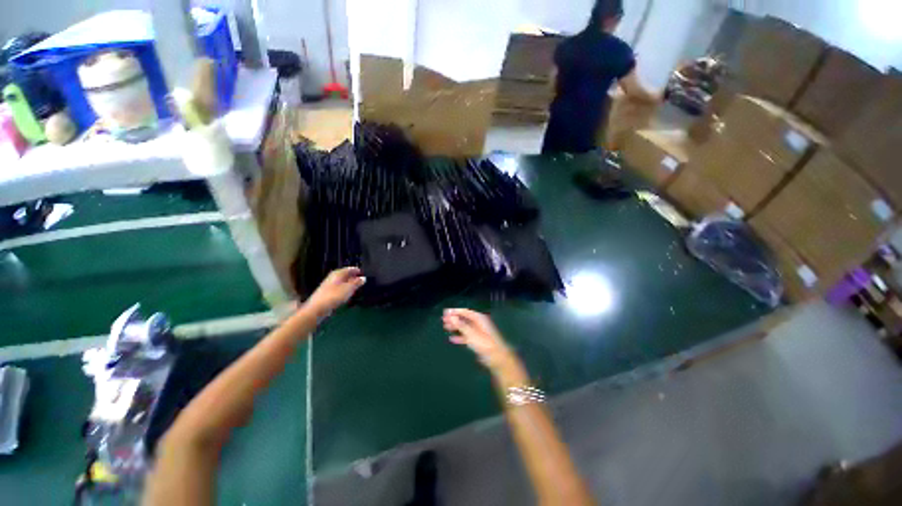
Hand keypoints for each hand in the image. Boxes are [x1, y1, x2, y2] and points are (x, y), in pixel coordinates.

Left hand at [307, 267, 365, 314]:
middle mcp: (332, 277)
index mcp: (338, 274)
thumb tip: (363, 278)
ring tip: (355, 286)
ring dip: (348, 283)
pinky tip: (346, 294)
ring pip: (340, 282)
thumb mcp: (349, 288)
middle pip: (344, 275)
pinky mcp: (326, 293)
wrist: (317, 308)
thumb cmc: (334, 296)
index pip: (348, 269)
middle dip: (352, 276)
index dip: (355, 270)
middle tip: (359, 279)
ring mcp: (328, 285)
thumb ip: (356, 283)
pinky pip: (337, 288)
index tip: (361, 272)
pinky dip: (343, 289)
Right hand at [443, 309, 519, 373]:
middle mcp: (479, 323)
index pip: (465, 312)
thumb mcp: (471, 333)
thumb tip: (451, 316)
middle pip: (464, 319)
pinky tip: (452, 339)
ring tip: (445, 327)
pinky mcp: (478, 341)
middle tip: (443, 319)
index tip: (445, 312)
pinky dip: (459, 336)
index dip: (455, 311)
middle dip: (454, 319)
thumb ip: (461, 325)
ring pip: (464, 327)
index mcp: (479, 318)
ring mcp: (478, 332)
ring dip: (455, 327)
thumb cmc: (484, 343)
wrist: (496, 357)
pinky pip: (466, 336)